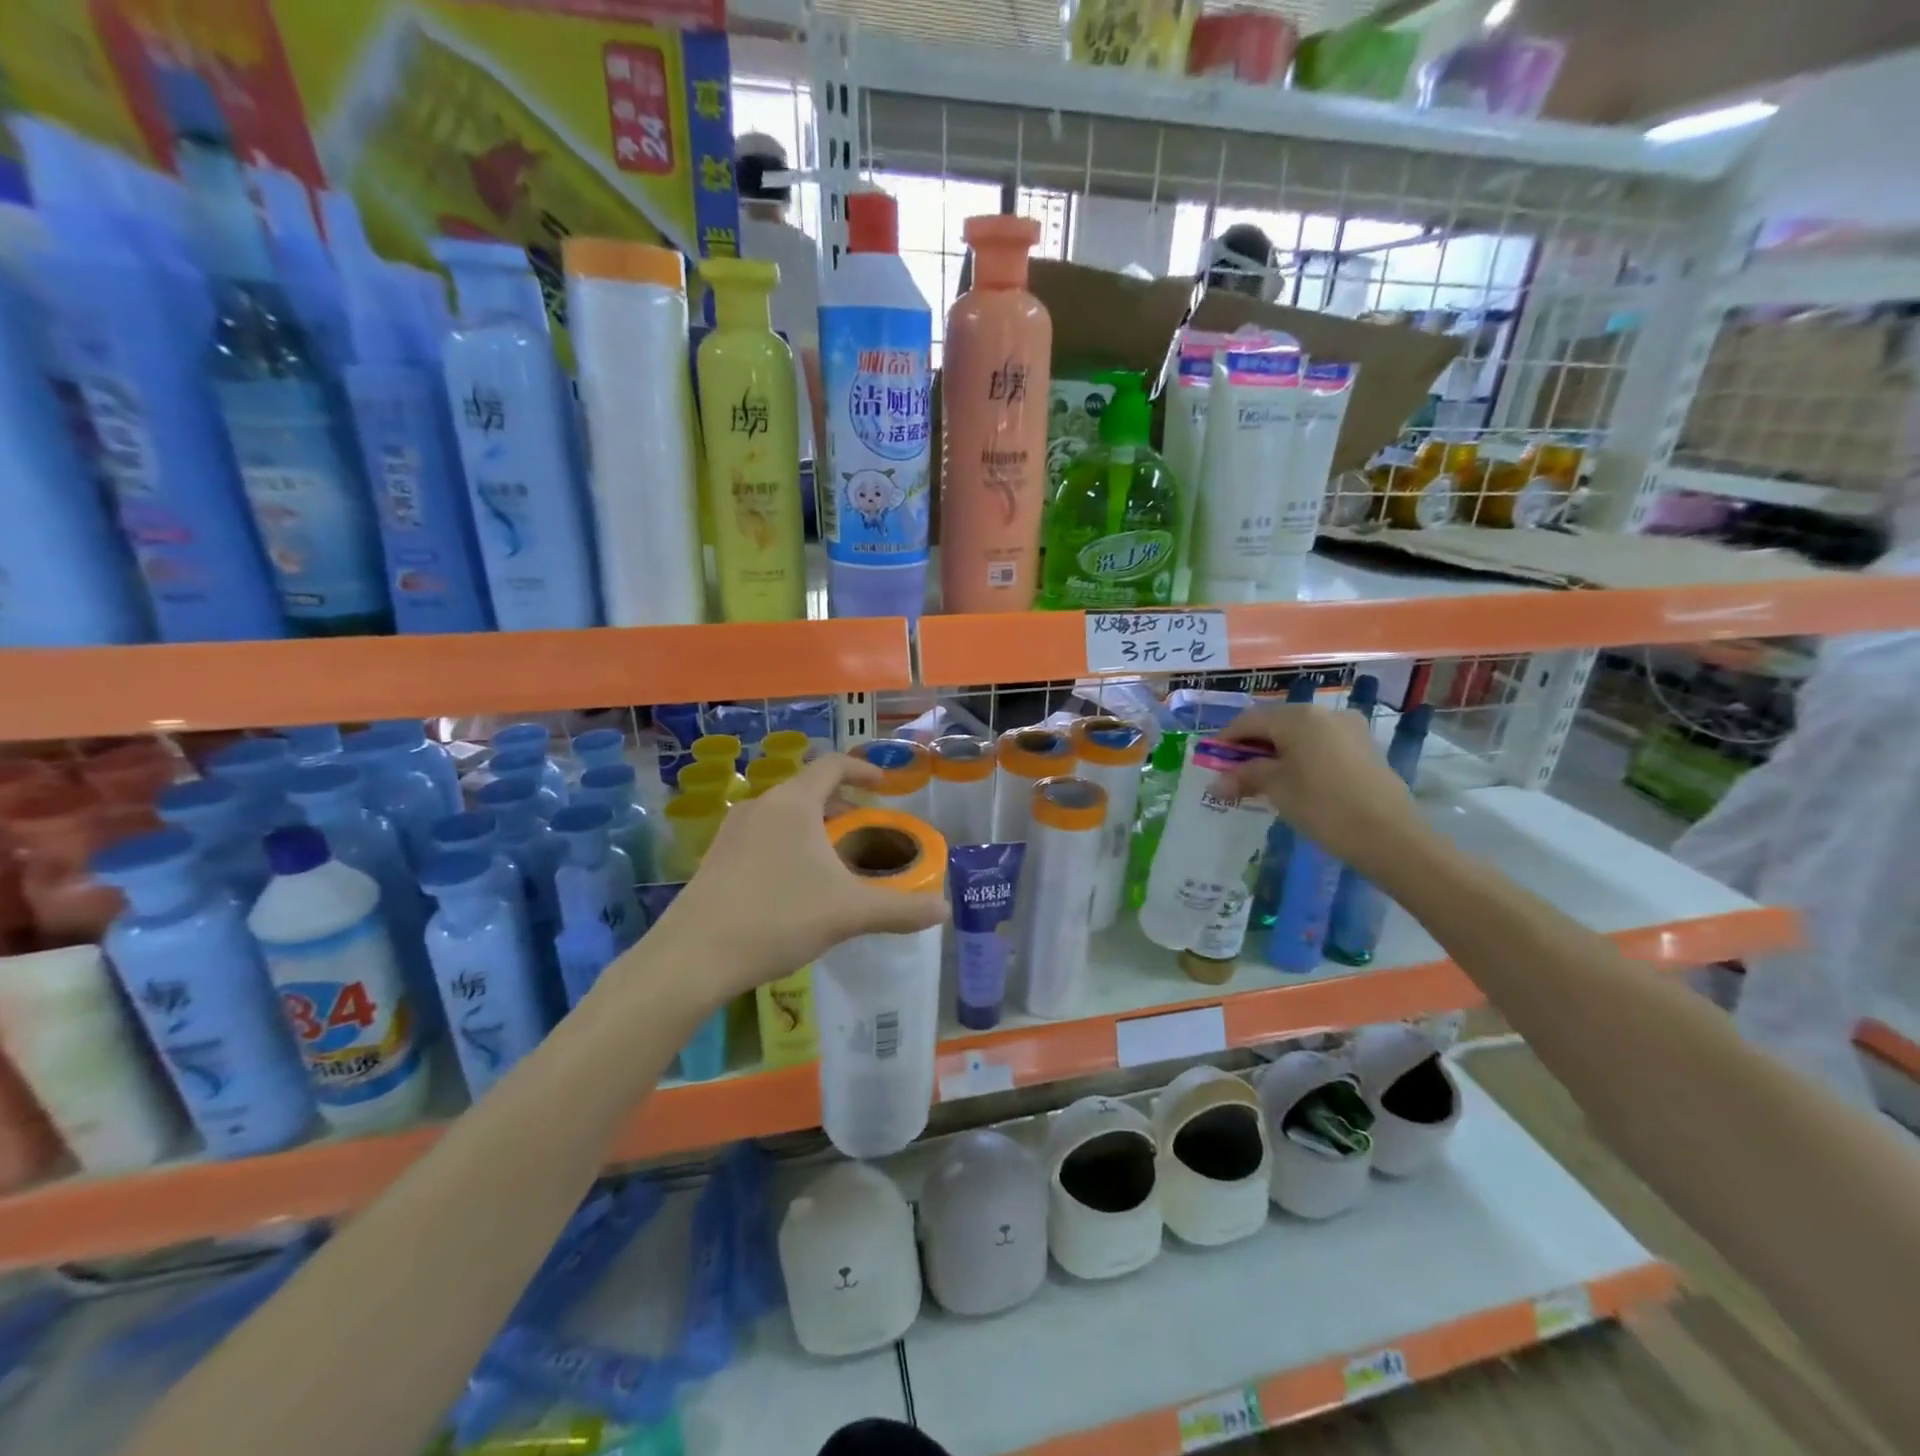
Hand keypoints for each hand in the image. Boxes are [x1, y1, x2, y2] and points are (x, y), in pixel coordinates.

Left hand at [645, 754, 948, 1004]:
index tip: (883, 785)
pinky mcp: (716, 857)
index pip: (833, 765)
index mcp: (793, 803)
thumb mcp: (848, 912)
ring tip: (833, 856)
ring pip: (783, 813)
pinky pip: (763, 835)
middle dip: (841, 803)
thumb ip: (900, 909)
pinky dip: (788, 842)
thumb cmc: (778, 918)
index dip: (862, 769)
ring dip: (813, 825)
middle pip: (808, 789)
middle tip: (863, 826)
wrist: (693, 957)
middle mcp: (760, 805)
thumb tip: (943, 910)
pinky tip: (795, 882)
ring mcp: (732, 830)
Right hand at [1215, 704, 1428, 876]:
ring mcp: (1348, 729)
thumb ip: (1245, 777)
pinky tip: (1294, 781)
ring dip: (1276, 752)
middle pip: (1275, 723)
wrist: (1389, 835)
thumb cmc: (1323, 805)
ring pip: (1299, 734)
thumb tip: (1217, 783)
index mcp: (1298, 716)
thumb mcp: (1276, 788)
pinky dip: (1300, 757)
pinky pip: (1320, 745)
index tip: (1211, 761)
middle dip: (1251, 746)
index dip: (1226, 739)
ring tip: (1262, 780)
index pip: (1249, 720)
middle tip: (1234, 772)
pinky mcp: (1364, 748)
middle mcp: (1324, 713)